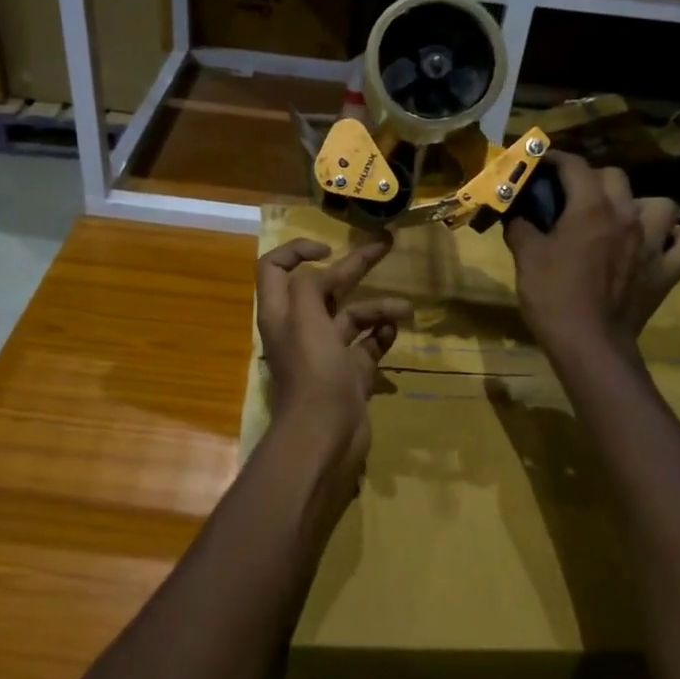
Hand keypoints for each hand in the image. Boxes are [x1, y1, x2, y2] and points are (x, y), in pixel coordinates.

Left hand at [256, 237, 412, 486]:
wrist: (325, 434)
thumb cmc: (313, 371)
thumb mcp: (305, 317)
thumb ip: (309, 286)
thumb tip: (322, 274)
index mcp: (281, 312)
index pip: (275, 267)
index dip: (296, 250)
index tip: (328, 249)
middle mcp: (301, 327)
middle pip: (325, 286)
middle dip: (355, 265)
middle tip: (386, 244)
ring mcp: (327, 351)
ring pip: (353, 316)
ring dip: (379, 307)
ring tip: (405, 309)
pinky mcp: (349, 372)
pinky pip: (368, 344)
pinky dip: (381, 334)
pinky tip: (394, 332)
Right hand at [505, 153, 679, 357]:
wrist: (589, 344)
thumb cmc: (552, 296)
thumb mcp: (526, 258)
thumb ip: (521, 228)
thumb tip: (517, 215)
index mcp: (590, 209)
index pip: (575, 166)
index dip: (556, 159)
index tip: (542, 163)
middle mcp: (627, 216)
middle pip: (616, 177)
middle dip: (593, 179)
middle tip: (574, 197)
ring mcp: (652, 244)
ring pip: (661, 205)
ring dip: (641, 206)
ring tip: (623, 219)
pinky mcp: (667, 272)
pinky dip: (675, 239)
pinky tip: (660, 243)